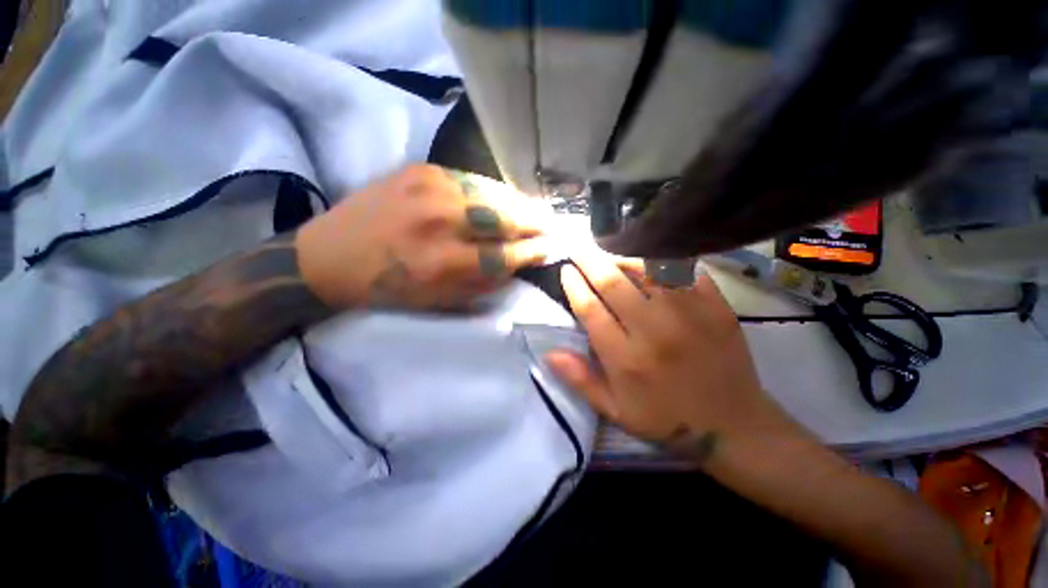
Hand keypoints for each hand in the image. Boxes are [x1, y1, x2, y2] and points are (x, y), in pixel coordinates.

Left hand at [296, 164, 552, 311]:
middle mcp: (439, 221)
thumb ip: (482, 284)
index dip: (532, 252)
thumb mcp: (437, 301)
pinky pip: (471, 179)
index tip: (551, 248)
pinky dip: (493, 190)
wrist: (327, 255)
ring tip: (535, 211)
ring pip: (492, 193)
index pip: (505, 255)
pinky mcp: (420, 169)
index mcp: (441, 263)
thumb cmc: (386, 288)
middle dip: (534, 223)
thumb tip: (517, 265)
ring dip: (518, 204)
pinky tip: (504, 198)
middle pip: (503, 218)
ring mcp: (429, 188)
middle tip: (553, 225)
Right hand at [545, 251, 793, 463]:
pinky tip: (650, 257)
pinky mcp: (716, 306)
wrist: (733, 424)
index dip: (574, 285)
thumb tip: (549, 352)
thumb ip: (580, 380)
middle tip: (579, 247)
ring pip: (646, 269)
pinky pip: (683, 270)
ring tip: (610, 250)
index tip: (566, 270)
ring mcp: (688, 315)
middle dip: (590, 261)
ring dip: (622, 256)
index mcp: (626, 359)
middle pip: (613, 283)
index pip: (590, 310)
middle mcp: (653, 332)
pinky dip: (662, 259)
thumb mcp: (616, 410)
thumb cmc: (666, 418)